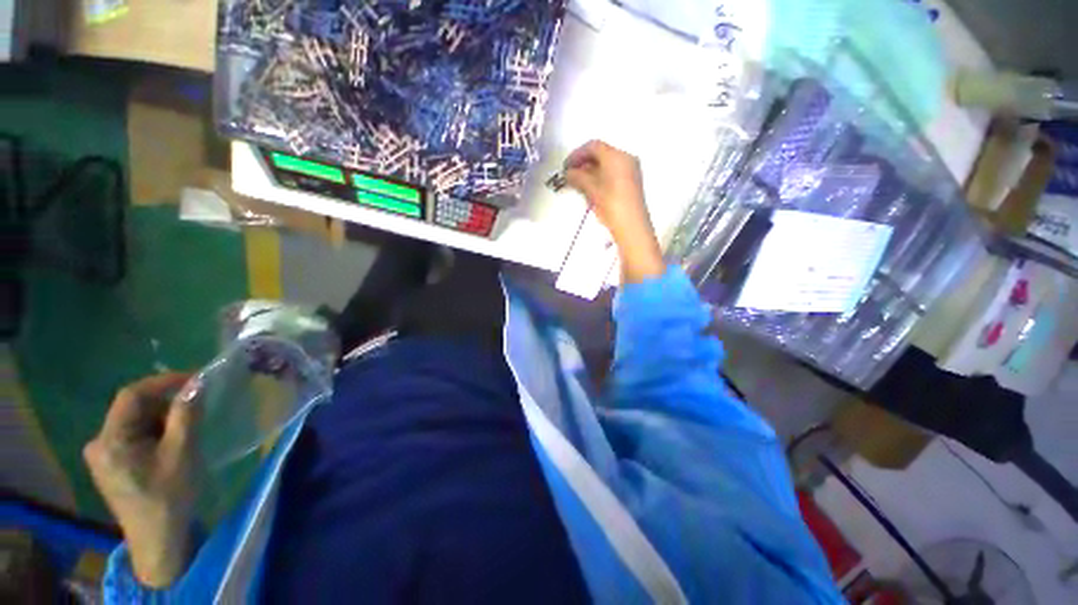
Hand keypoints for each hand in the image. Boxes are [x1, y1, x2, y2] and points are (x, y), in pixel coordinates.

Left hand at [84, 373, 201, 587]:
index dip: (163, 382)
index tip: (195, 380)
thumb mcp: (182, 451)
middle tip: (196, 409)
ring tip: (187, 431)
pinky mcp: (110, 466)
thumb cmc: (170, 495)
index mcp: (110, 440)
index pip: (132, 395)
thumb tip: (197, 383)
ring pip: (134, 423)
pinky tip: (171, 446)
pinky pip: (133, 437)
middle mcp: (98, 443)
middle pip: (132, 410)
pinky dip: (155, 434)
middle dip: (165, 405)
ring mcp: (102, 456)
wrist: (159, 539)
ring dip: (162, 421)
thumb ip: (186, 414)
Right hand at [564, 140, 664, 283]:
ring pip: (607, 163)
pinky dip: (600, 176)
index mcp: (617, 156)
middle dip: (583, 162)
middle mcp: (626, 158)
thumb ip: (578, 177)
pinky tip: (591, 188)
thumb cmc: (611, 205)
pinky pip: (613, 172)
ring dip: (591, 170)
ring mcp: (631, 170)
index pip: (593, 146)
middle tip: (570, 175)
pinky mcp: (632, 182)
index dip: (577, 154)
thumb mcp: (592, 190)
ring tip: (578, 183)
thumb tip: (568, 173)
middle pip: (601, 153)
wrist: (632, 227)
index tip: (565, 166)